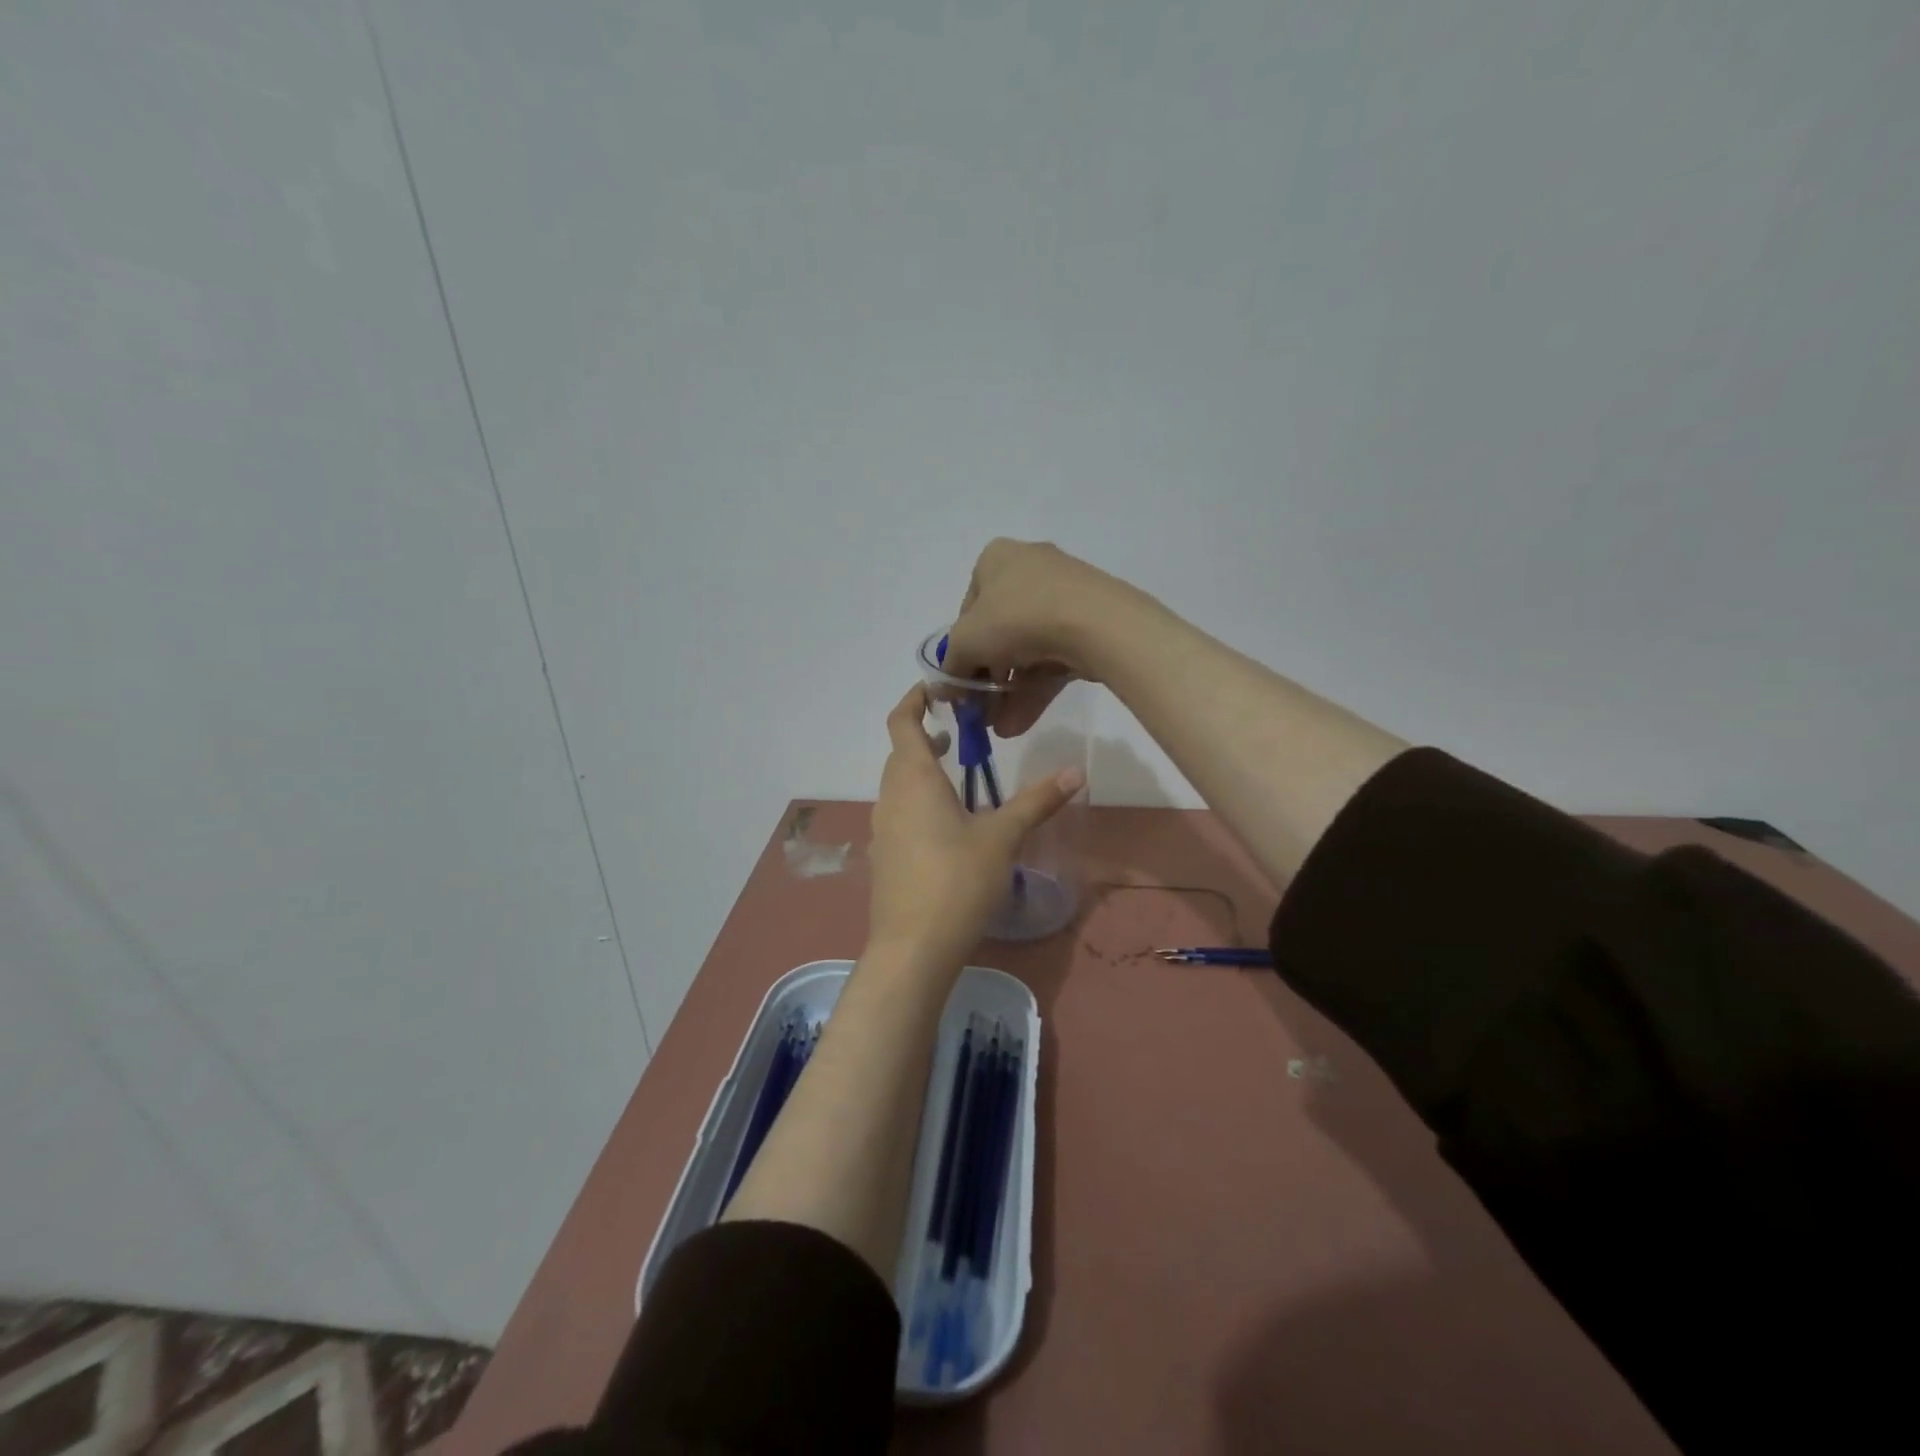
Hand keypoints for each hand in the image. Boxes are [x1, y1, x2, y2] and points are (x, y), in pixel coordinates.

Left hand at [868, 684, 1084, 970]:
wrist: (912, 949)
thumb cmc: (956, 881)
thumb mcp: (1003, 837)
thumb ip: (1037, 801)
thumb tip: (1076, 771)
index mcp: (914, 780)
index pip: (902, 722)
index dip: (916, 699)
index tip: (939, 688)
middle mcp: (890, 797)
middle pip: (901, 753)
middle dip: (927, 736)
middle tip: (963, 734)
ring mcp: (881, 829)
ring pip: (899, 785)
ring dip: (923, 771)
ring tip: (959, 776)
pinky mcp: (884, 857)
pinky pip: (899, 814)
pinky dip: (919, 802)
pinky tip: (948, 827)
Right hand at [940, 538, 1139, 733]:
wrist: (1094, 622)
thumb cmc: (1015, 618)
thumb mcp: (966, 642)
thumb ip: (951, 667)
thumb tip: (945, 690)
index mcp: (996, 560)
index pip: (968, 610)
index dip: (960, 652)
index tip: (961, 685)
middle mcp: (1029, 570)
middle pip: (998, 633)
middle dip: (987, 680)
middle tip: (981, 713)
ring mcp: (1063, 597)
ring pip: (1027, 651)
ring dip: (1009, 693)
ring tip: (1000, 729)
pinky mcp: (1088, 623)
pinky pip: (1053, 657)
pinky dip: (1035, 689)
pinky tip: (1021, 723)